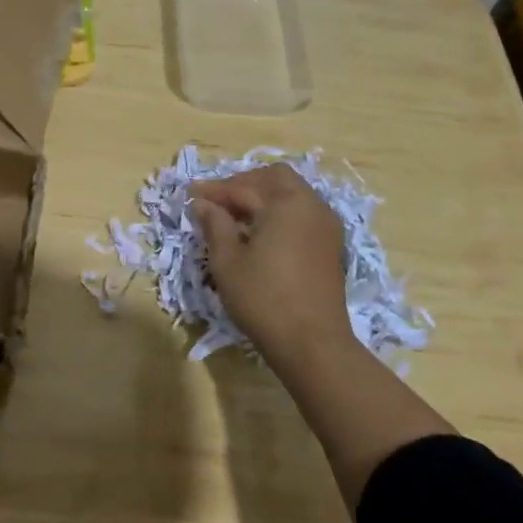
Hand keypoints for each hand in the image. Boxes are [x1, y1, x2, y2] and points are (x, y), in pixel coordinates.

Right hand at [191, 164, 353, 373]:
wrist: (313, 345)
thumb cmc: (264, 299)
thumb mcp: (227, 262)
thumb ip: (215, 225)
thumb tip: (204, 204)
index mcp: (285, 202)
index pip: (243, 186)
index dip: (214, 190)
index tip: (191, 194)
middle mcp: (310, 204)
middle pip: (274, 178)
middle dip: (243, 184)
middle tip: (217, 200)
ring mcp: (325, 224)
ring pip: (292, 193)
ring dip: (263, 196)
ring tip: (236, 216)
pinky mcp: (331, 244)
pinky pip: (302, 212)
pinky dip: (280, 212)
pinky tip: (260, 232)